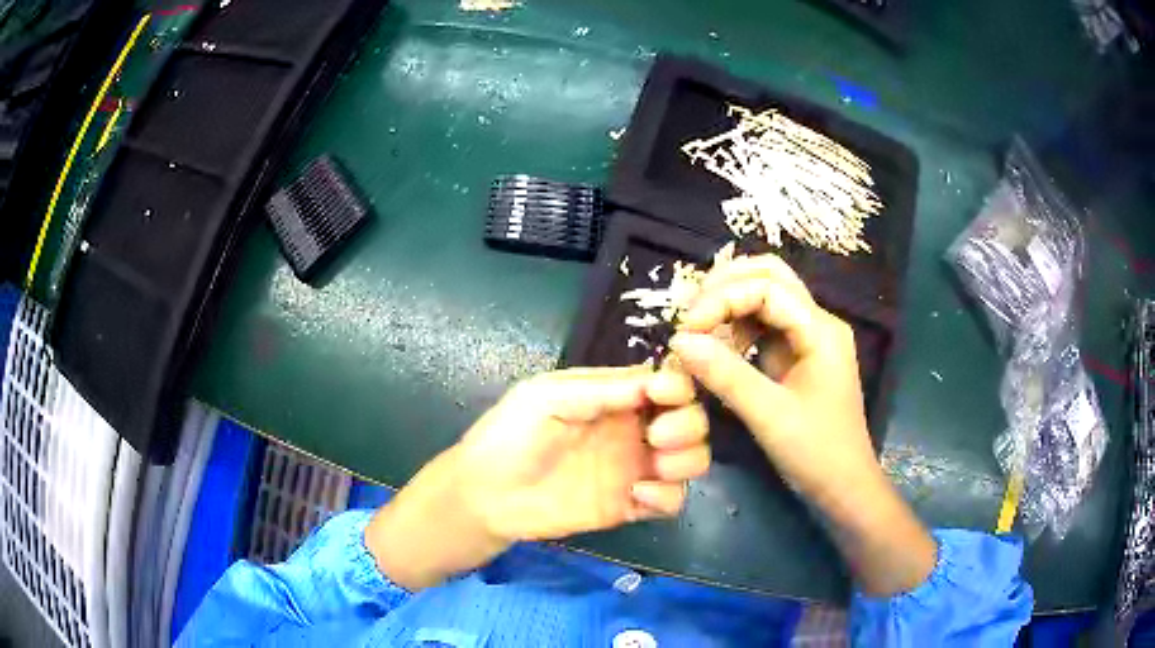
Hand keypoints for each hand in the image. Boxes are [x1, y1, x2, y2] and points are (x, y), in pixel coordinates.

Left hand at [455, 366, 707, 540]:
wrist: (485, 496)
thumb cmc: (509, 436)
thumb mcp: (548, 397)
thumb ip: (603, 389)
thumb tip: (658, 378)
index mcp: (614, 396)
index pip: (668, 382)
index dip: (678, 386)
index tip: (663, 397)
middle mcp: (633, 429)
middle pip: (689, 420)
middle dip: (687, 424)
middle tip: (657, 437)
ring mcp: (634, 469)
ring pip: (691, 459)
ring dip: (687, 459)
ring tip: (656, 466)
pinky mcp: (630, 505)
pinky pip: (672, 501)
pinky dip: (668, 497)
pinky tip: (638, 496)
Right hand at [669, 254, 935, 595]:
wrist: (844, 487)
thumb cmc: (816, 453)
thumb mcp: (769, 416)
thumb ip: (725, 375)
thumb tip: (679, 341)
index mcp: (820, 330)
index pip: (766, 288)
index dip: (722, 300)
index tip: (686, 330)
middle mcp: (816, 323)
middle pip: (771, 276)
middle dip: (726, 285)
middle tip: (689, 313)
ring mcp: (808, 338)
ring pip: (766, 296)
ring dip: (729, 304)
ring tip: (697, 329)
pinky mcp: (798, 356)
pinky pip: (764, 325)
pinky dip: (736, 327)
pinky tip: (718, 349)